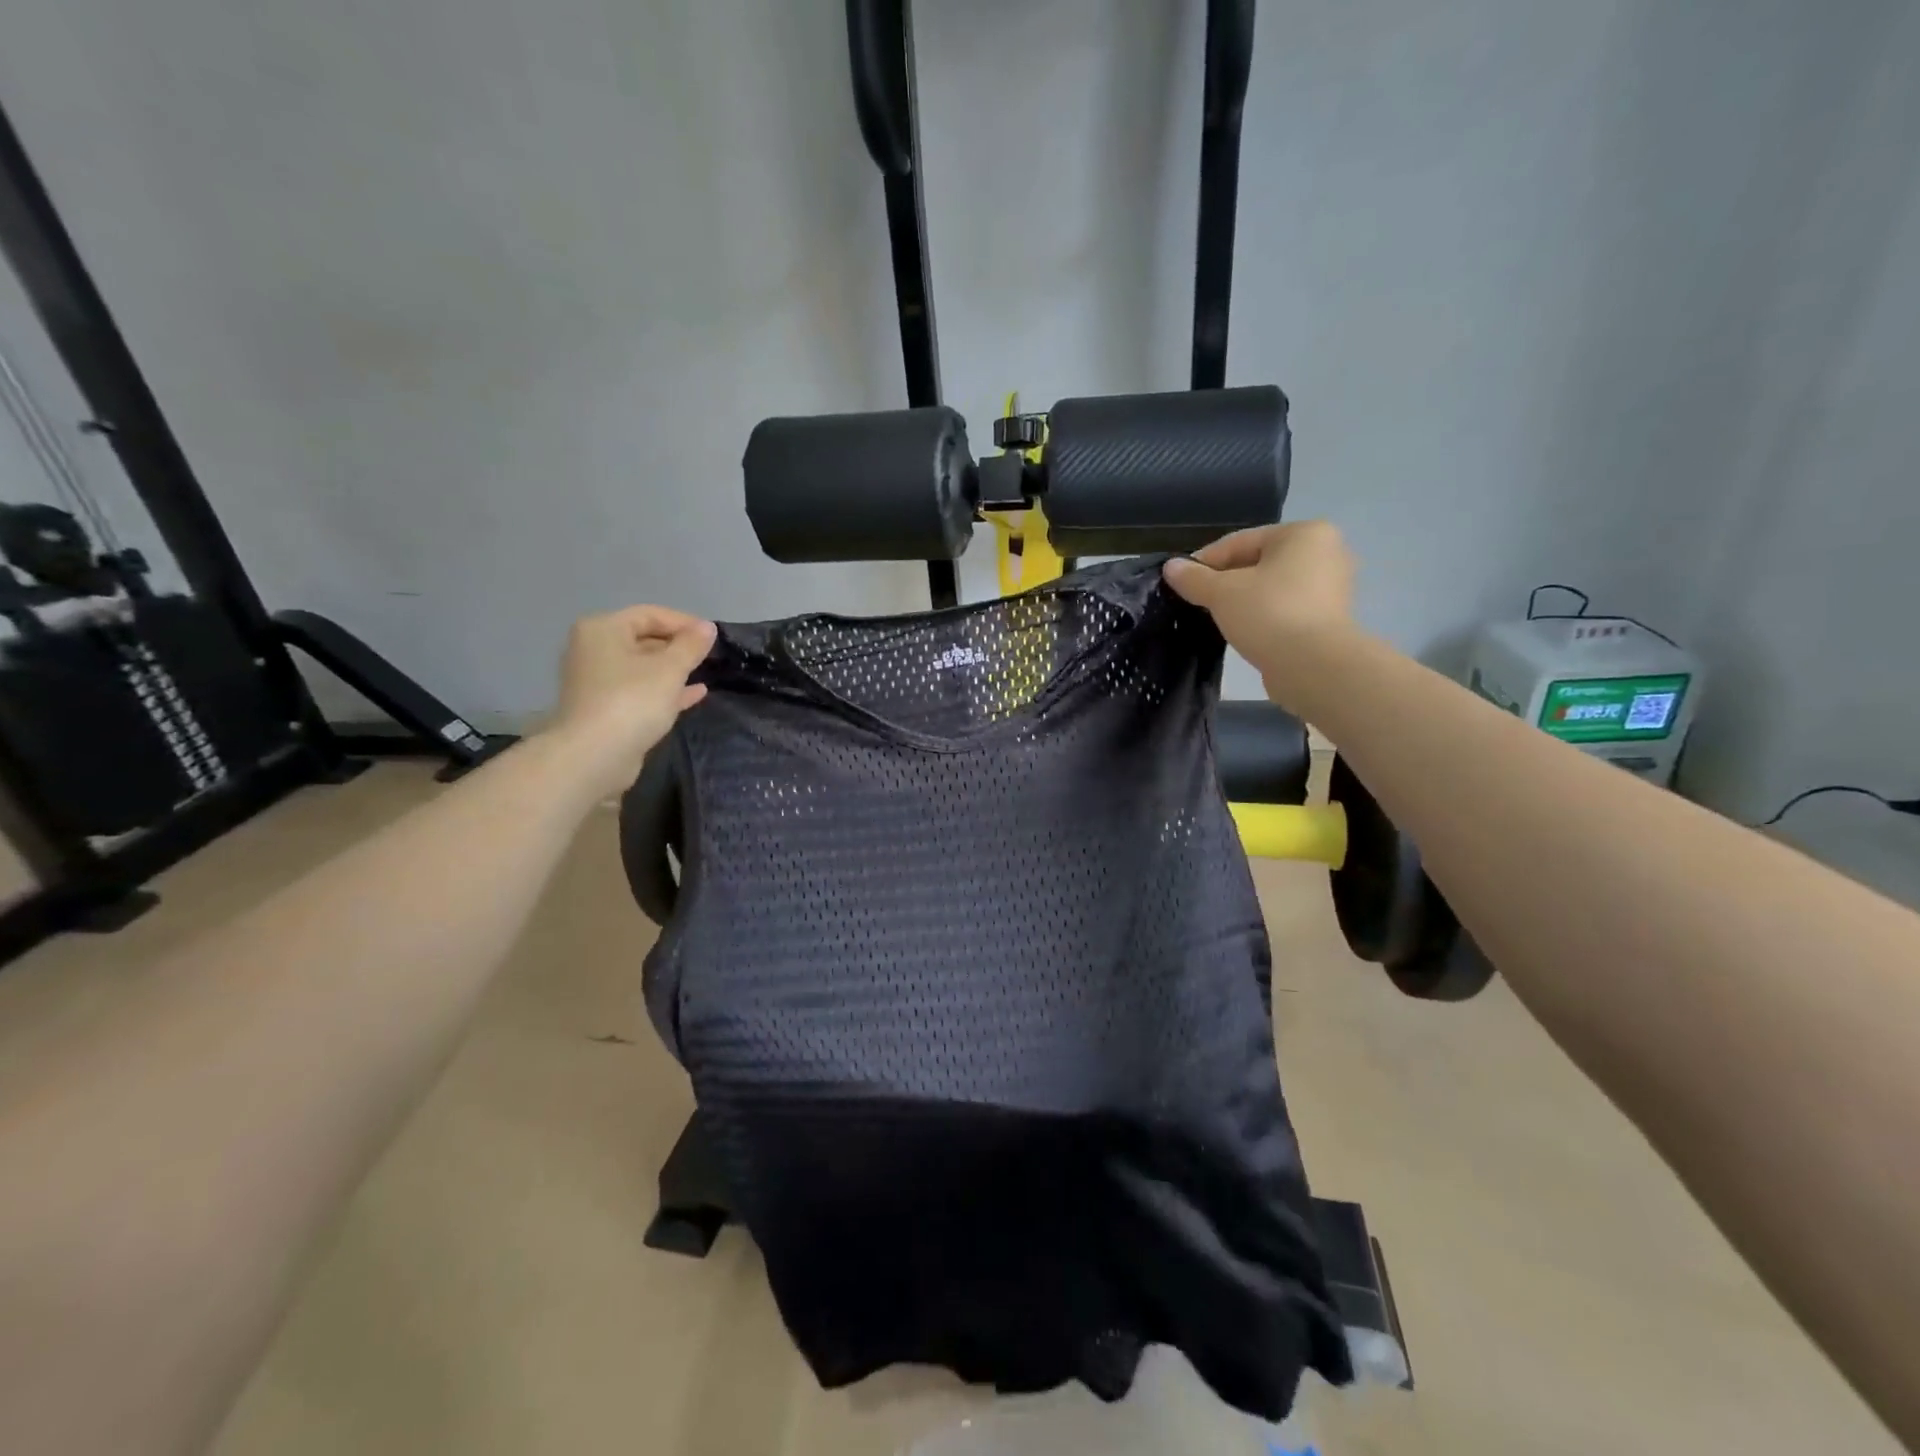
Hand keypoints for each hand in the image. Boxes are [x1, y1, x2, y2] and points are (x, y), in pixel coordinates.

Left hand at [547, 605, 716, 795]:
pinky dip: (665, 690)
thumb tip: (707, 627)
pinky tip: (695, 694)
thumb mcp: (670, 669)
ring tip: (705, 672)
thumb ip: (691, 645)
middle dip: (678, 646)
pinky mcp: (605, 709)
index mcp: (603, 629)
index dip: (684, 622)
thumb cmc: (632, 701)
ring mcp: (597, 681)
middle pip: (643, 639)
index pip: (650, 614)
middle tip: (710, 656)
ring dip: (674, 669)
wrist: (594, 756)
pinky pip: (640, 690)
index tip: (713, 637)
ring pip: (643, 667)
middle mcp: (594, 650)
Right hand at [1162, 522, 1356, 708]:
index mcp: (1304, 533)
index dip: (1205, 561)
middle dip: (1225, 581)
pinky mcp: (1330, 618)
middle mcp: (1326, 552)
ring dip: (1243, 599)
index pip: (1240, 542)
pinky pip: (1285, 608)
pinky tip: (1243, 631)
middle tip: (1197, 601)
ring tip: (1216, 618)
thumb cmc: (1269, 614)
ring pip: (1272, 587)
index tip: (1180, 582)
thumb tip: (1171, 567)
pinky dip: (1263, 615)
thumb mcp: (1221, 593)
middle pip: (1258, 562)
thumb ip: (1194, 578)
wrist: (1314, 666)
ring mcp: (1332, 587)